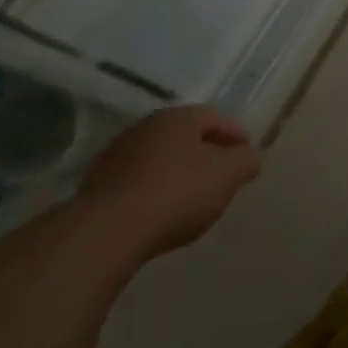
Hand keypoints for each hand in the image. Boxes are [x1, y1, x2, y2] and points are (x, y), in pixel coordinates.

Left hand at [78, 106, 260, 259]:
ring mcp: (118, 154)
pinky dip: (154, 189)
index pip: (214, 117)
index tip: (246, 156)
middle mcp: (146, 127)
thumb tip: (249, 157)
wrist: (109, 230)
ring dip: (177, 171)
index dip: (234, 135)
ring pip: (160, 157)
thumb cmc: (178, 192)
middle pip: (185, 136)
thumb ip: (246, 161)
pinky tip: (161, 211)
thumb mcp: (228, 175)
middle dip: (206, 152)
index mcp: (179, 117)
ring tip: (192, 198)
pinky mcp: (98, 184)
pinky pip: (138, 181)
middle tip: (222, 176)